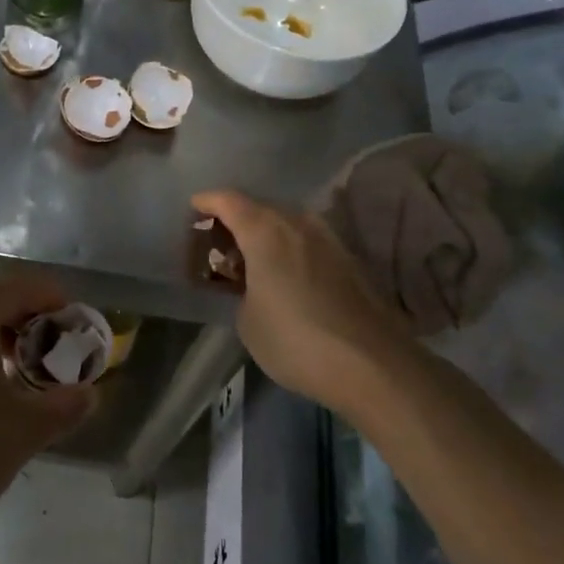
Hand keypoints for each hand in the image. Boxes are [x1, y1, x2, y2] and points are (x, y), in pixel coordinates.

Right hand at [192, 189, 417, 417]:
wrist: (370, 363)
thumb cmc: (294, 339)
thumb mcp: (248, 320)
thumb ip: (243, 289)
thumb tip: (256, 285)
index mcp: (265, 230)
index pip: (228, 200)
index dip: (207, 202)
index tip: (193, 209)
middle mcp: (298, 223)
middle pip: (259, 208)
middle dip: (235, 221)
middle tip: (218, 245)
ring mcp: (328, 239)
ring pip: (286, 224)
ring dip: (265, 236)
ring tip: (250, 262)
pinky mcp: (348, 260)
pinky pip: (307, 242)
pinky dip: (288, 250)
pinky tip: (282, 277)